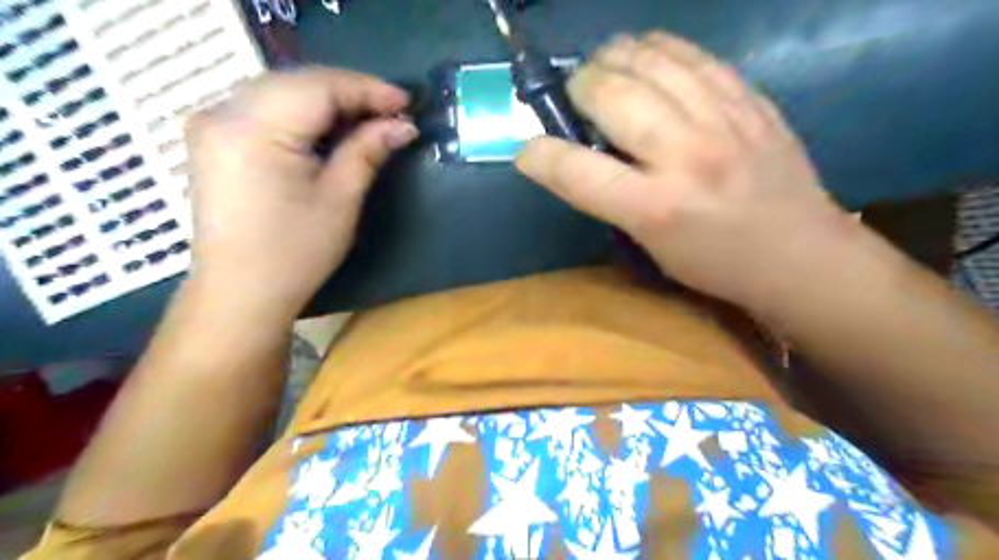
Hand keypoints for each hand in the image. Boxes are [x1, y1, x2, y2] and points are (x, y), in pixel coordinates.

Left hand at [182, 69, 417, 321]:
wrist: (241, 291)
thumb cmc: (295, 252)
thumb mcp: (340, 199)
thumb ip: (367, 150)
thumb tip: (403, 125)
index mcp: (254, 128)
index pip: (319, 87)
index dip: (367, 89)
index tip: (406, 102)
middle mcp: (223, 113)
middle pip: (297, 82)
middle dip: (349, 92)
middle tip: (391, 111)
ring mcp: (212, 124)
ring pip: (280, 90)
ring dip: (327, 100)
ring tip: (368, 118)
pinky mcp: (213, 139)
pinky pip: (264, 107)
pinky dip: (302, 112)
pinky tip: (329, 127)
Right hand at [518, 33, 853, 313]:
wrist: (801, 254)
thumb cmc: (714, 263)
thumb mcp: (651, 247)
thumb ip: (611, 199)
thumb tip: (577, 157)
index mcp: (656, 208)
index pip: (577, 171)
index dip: (539, 155)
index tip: (527, 150)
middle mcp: (686, 156)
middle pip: (612, 95)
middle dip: (577, 87)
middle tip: (574, 95)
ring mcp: (723, 120)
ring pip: (651, 60)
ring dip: (613, 57)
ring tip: (602, 65)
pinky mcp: (750, 100)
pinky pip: (694, 55)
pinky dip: (659, 47)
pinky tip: (645, 52)